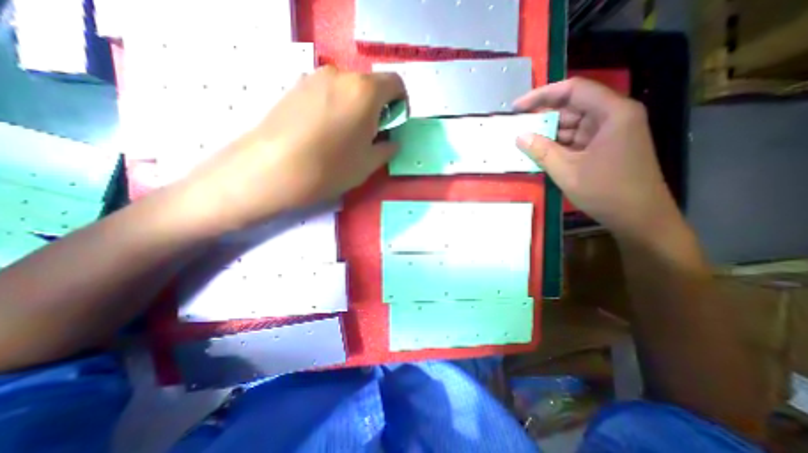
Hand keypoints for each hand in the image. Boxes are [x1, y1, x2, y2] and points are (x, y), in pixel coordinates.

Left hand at [185, 64, 406, 230]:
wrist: (273, 169)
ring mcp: (314, 77)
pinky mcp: (295, 86)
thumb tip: (392, 141)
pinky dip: (335, 106)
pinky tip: (324, 132)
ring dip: (355, 107)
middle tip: (370, 134)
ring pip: (347, 89)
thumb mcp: (368, 163)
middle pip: (370, 85)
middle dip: (377, 107)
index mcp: (365, 91)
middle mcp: (340, 75)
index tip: (394, 124)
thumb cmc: (331, 167)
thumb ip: (387, 148)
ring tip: (345, 135)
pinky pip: (326, 92)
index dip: (401, 103)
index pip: (395, 83)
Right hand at [514, 77, 676, 237]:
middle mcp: (614, 116)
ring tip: (524, 141)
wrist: (639, 218)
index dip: (542, 95)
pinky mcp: (606, 146)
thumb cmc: (606, 192)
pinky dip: (558, 144)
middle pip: (573, 106)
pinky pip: (577, 138)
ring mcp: (611, 132)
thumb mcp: (567, 171)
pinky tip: (540, 152)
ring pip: (573, 124)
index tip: (517, 107)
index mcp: (612, 113)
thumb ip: (541, 151)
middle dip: (543, 116)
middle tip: (517, 127)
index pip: (573, 90)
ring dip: (549, 132)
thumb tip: (519, 136)